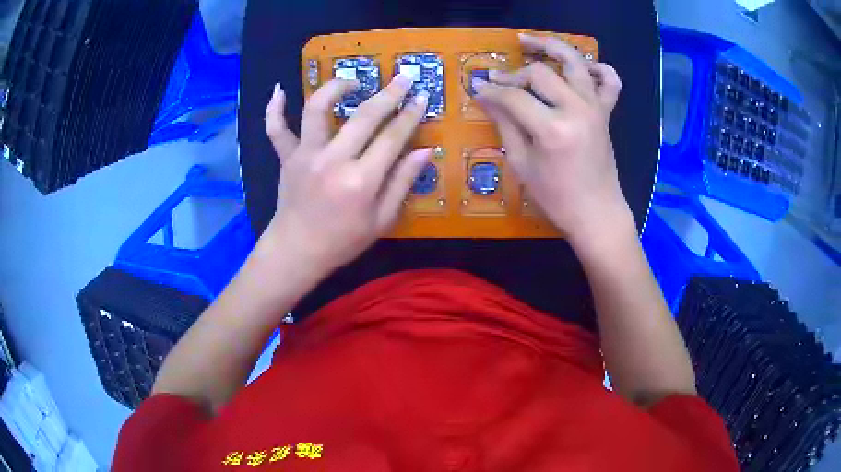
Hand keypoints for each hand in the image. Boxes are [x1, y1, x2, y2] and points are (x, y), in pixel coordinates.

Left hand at [261, 75, 431, 279]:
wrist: (297, 252)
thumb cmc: (343, 241)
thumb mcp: (382, 220)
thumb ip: (403, 182)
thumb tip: (425, 150)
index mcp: (361, 180)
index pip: (392, 137)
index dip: (411, 115)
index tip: (423, 97)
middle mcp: (332, 160)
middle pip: (364, 116)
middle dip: (389, 93)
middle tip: (404, 77)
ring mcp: (305, 155)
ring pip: (317, 109)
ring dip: (335, 87)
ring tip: (352, 81)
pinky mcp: (287, 157)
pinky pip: (275, 129)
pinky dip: (274, 109)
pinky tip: (279, 90)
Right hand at [473, 34, 631, 246]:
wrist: (596, 213)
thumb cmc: (556, 197)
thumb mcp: (522, 164)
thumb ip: (505, 124)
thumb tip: (485, 97)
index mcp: (552, 129)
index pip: (514, 97)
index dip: (491, 91)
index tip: (477, 89)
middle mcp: (577, 110)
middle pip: (540, 73)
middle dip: (514, 75)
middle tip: (498, 82)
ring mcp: (595, 108)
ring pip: (574, 63)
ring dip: (551, 47)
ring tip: (529, 41)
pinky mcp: (606, 113)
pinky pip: (610, 82)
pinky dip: (599, 68)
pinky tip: (583, 66)